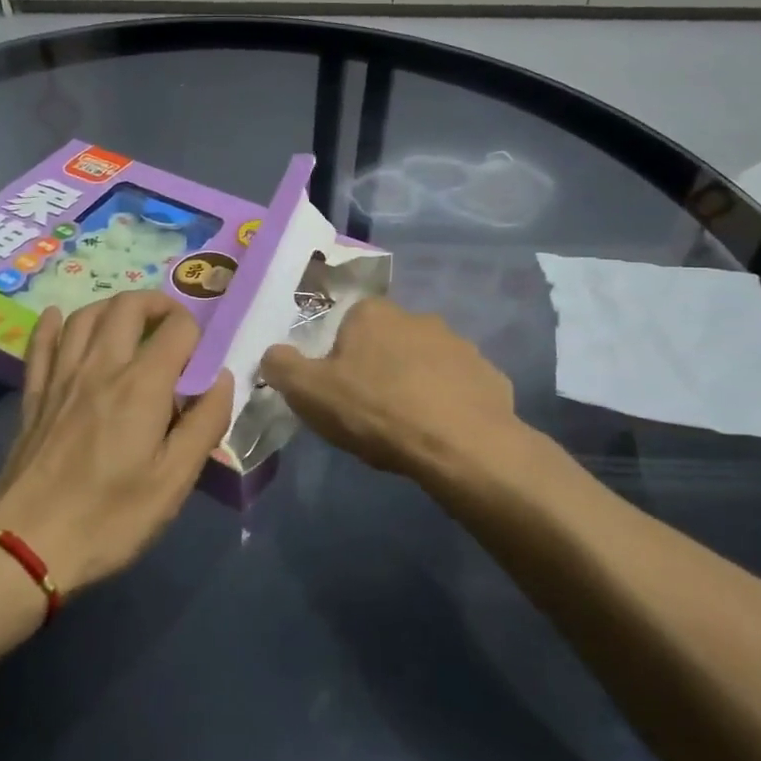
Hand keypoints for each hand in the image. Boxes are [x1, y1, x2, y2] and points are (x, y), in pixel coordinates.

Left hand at [0, 291, 231, 598]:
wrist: (27, 544)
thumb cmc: (111, 517)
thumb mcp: (175, 480)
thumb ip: (206, 423)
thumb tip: (223, 379)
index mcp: (141, 385)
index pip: (177, 329)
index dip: (198, 334)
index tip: (203, 360)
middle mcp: (100, 366)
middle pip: (128, 306)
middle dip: (158, 304)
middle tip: (173, 328)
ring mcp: (61, 377)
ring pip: (85, 316)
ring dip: (112, 307)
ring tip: (130, 323)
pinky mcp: (34, 395)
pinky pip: (40, 344)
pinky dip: (52, 324)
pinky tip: (57, 317)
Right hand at [260, 298, 516, 485]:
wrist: (459, 445)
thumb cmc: (376, 411)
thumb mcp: (309, 392)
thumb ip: (282, 366)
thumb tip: (272, 353)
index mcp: (373, 314)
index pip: (347, 326)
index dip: (339, 359)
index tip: (339, 392)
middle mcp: (418, 317)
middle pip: (387, 342)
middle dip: (379, 368)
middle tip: (371, 411)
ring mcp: (460, 345)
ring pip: (426, 363)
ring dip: (416, 384)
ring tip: (408, 427)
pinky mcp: (489, 376)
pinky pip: (459, 387)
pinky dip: (449, 404)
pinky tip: (442, 433)